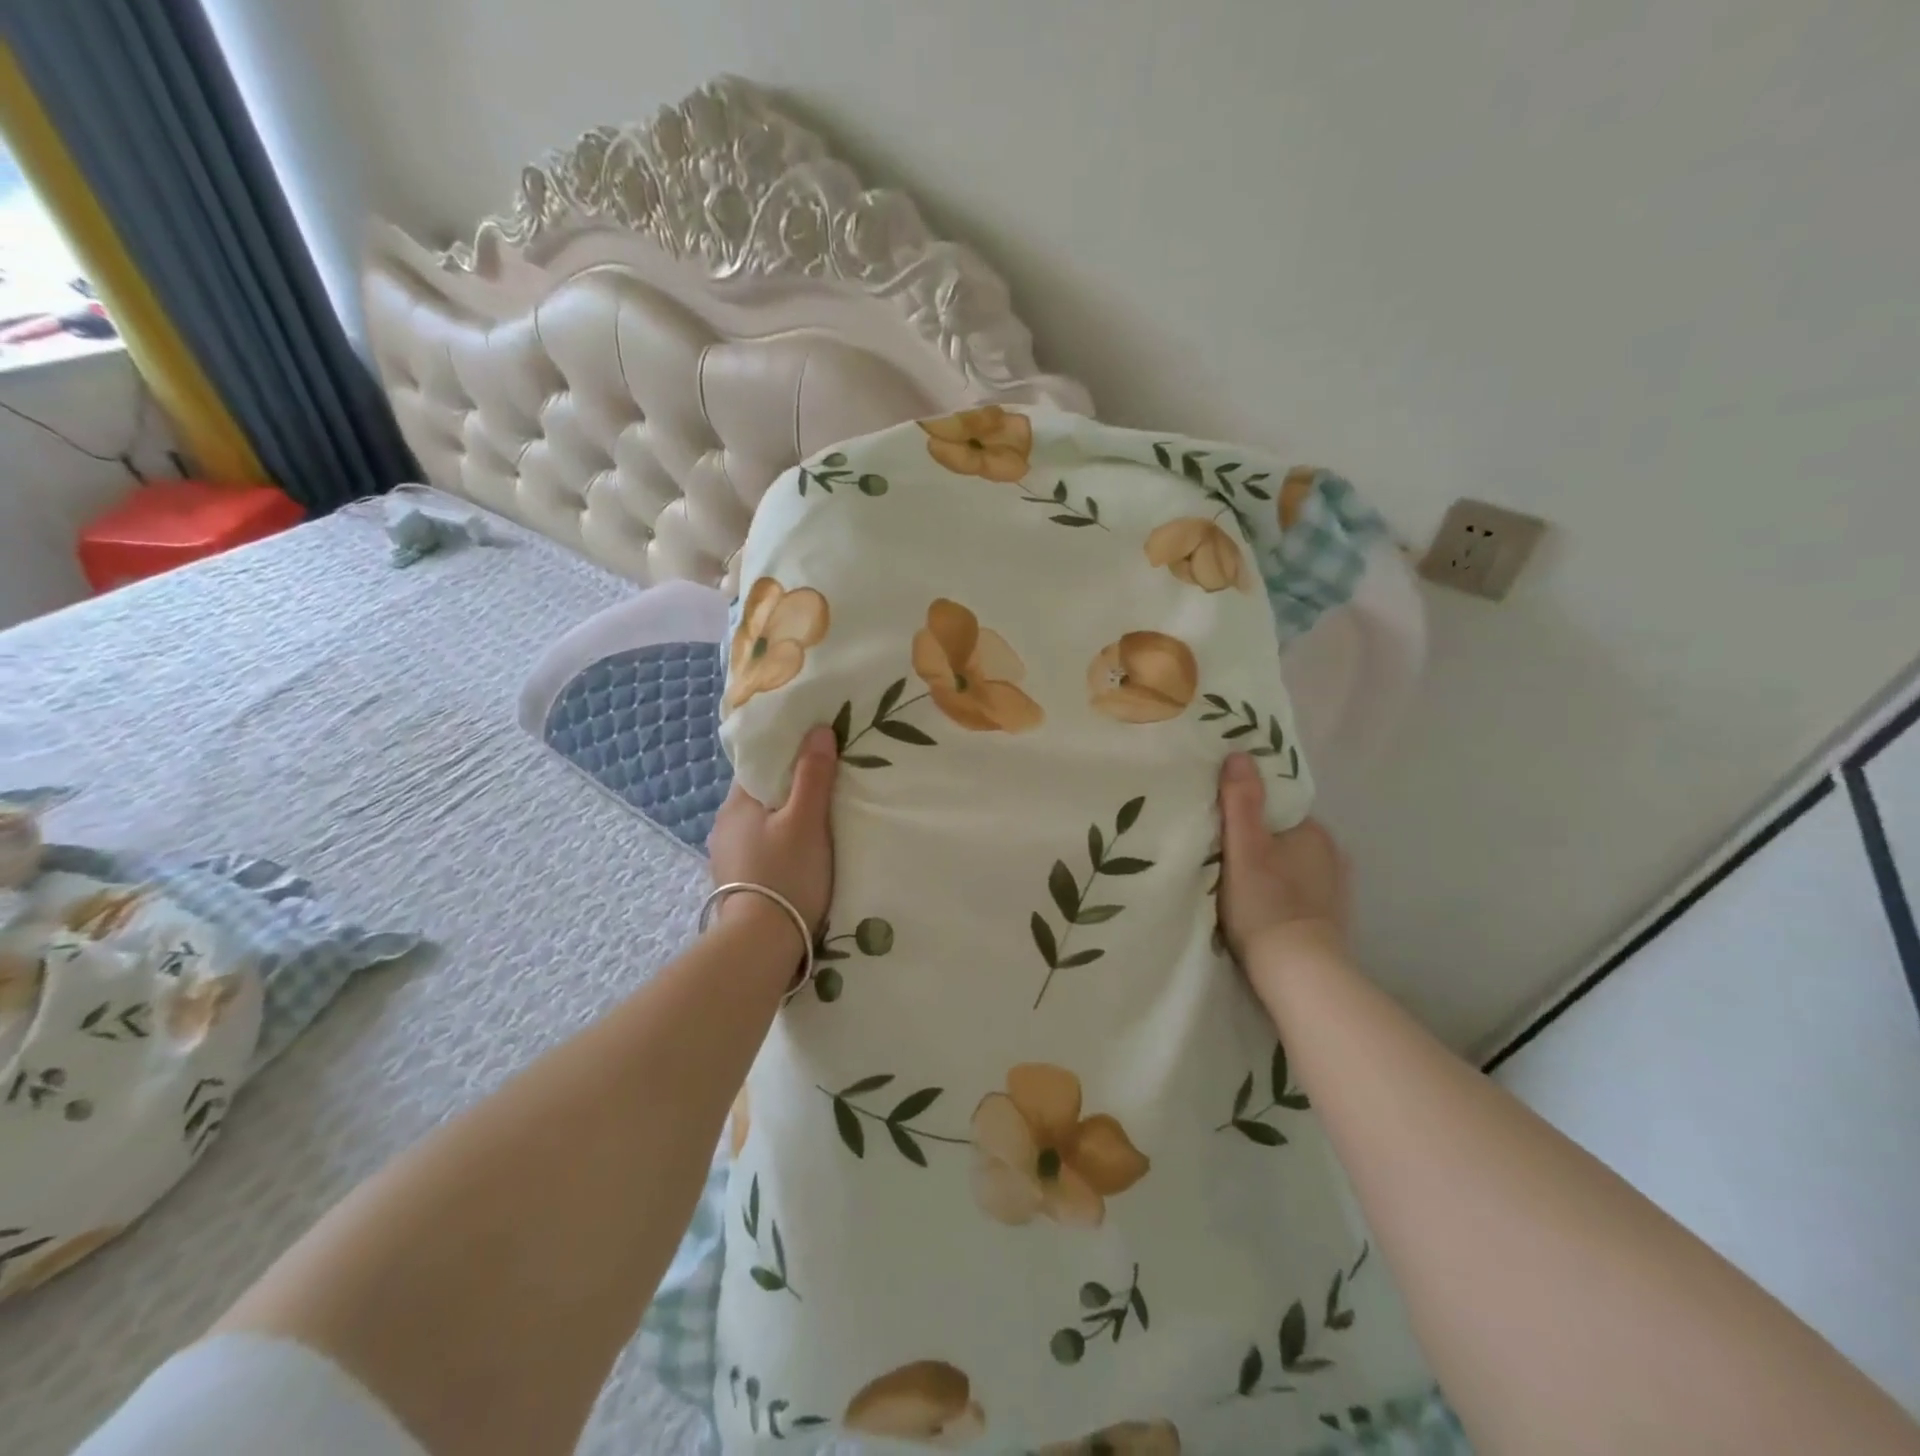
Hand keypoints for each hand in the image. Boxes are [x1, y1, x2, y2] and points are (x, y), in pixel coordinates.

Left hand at [708, 726, 837, 938]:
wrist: (760, 944)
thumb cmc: (786, 874)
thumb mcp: (807, 820)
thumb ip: (813, 775)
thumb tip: (819, 730)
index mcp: (736, 804)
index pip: (759, 766)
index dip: (787, 756)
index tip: (816, 755)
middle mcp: (723, 826)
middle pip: (760, 795)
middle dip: (788, 790)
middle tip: (825, 788)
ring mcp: (726, 857)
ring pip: (760, 824)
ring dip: (783, 820)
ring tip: (816, 823)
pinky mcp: (736, 882)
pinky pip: (759, 849)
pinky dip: (778, 845)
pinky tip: (797, 855)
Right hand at [1216, 753, 1351, 988]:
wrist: (1299, 973)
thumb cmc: (1266, 903)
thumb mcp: (1245, 847)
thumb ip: (1241, 801)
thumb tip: (1240, 754)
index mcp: (1315, 831)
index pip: (1277, 808)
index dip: (1249, 813)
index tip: (1223, 826)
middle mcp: (1333, 854)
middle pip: (1284, 836)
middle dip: (1259, 842)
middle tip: (1223, 856)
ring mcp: (1335, 889)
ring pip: (1292, 865)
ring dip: (1271, 869)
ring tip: (1238, 884)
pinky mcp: (1330, 918)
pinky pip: (1299, 892)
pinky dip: (1281, 893)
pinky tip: (1262, 907)